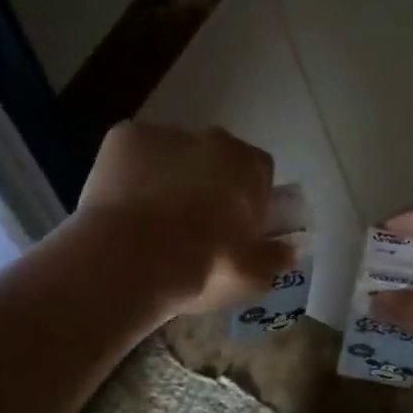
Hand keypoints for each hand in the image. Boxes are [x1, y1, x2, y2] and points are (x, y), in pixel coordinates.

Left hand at [75, 122, 293, 318]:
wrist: (130, 261)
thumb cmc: (201, 268)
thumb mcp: (249, 277)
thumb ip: (274, 259)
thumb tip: (289, 251)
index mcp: (248, 167)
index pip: (259, 174)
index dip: (249, 200)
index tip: (236, 229)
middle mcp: (211, 140)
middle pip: (215, 159)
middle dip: (208, 184)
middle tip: (193, 227)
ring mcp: (164, 134)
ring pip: (172, 154)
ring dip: (168, 177)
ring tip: (151, 222)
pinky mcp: (122, 138)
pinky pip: (132, 154)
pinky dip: (130, 174)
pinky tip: (122, 206)